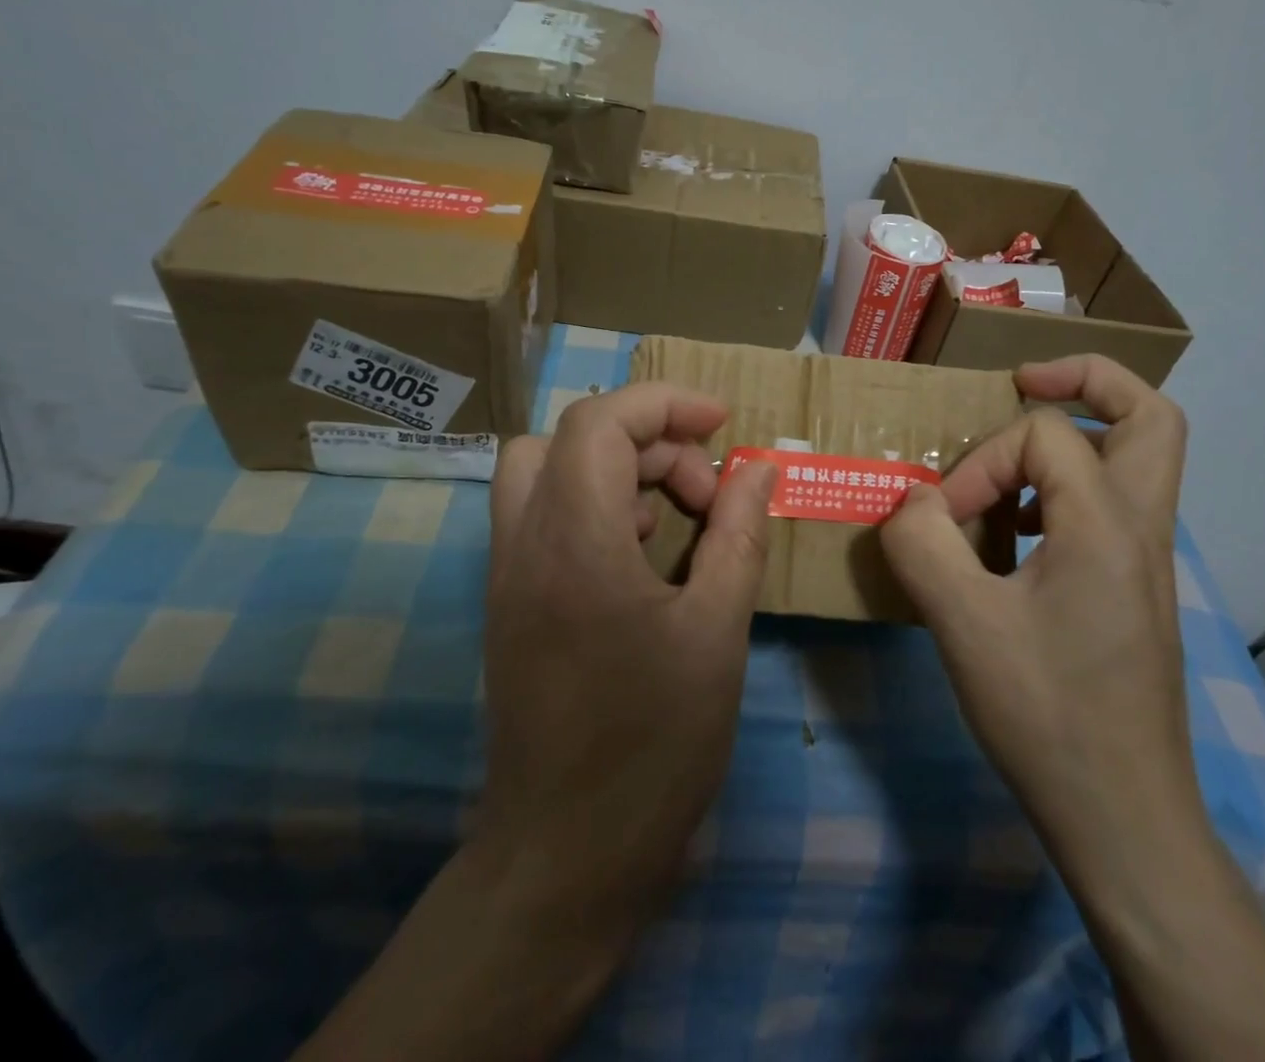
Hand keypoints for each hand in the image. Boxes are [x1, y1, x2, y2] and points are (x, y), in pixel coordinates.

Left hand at [296, 384, 776, 1061]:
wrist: (565, 859)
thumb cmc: (654, 745)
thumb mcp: (717, 630)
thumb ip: (737, 533)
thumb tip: (757, 467)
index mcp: (575, 539)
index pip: (601, 420)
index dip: (665, 404)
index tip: (722, 423)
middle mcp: (525, 541)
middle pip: (572, 436)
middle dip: (649, 440)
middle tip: (707, 491)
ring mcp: (507, 573)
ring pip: (547, 470)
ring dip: (617, 469)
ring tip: (677, 518)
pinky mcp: (510, 602)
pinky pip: (544, 515)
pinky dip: (596, 506)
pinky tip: (643, 557)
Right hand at [879, 355, 1199, 883]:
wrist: (1123, 818)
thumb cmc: (1046, 714)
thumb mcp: (963, 624)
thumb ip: (923, 544)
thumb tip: (910, 500)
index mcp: (1108, 524)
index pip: (1045, 437)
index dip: (982, 462)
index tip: (945, 518)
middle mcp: (1141, 529)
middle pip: (1152, 415)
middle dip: (1090, 380)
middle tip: (1025, 383)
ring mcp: (1145, 562)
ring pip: (1140, 460)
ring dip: (1078, 438)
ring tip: (1013, 463)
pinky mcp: (1133, 591)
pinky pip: (1112, 506)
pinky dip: (1068, 490)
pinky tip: (1016, 533)